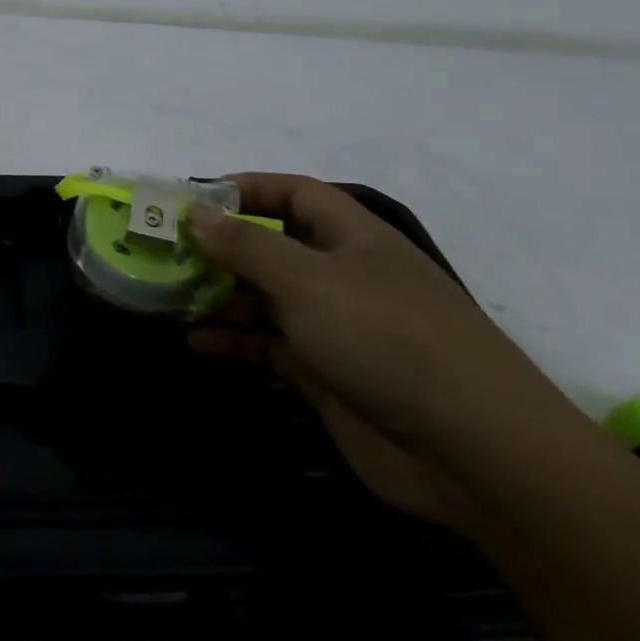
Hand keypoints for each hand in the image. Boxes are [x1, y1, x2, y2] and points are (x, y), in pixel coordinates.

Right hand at [186, 174, 580, 525]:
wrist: (473, 451)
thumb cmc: (386, 338)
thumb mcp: (307, 280)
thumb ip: (245, 245)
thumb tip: (196, 211)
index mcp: (354, 238)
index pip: (295, 194)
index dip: (248, 188)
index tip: (195, 199)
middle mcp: (345, 275)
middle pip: (274, 247)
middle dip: (222, 248)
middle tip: (166, 253)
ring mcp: (337, 327)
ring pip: (266, 299)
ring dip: (221, 297)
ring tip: (170, 298)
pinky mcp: (329, 375)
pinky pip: (270, 346)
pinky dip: (235, 341)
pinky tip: (197, 343)